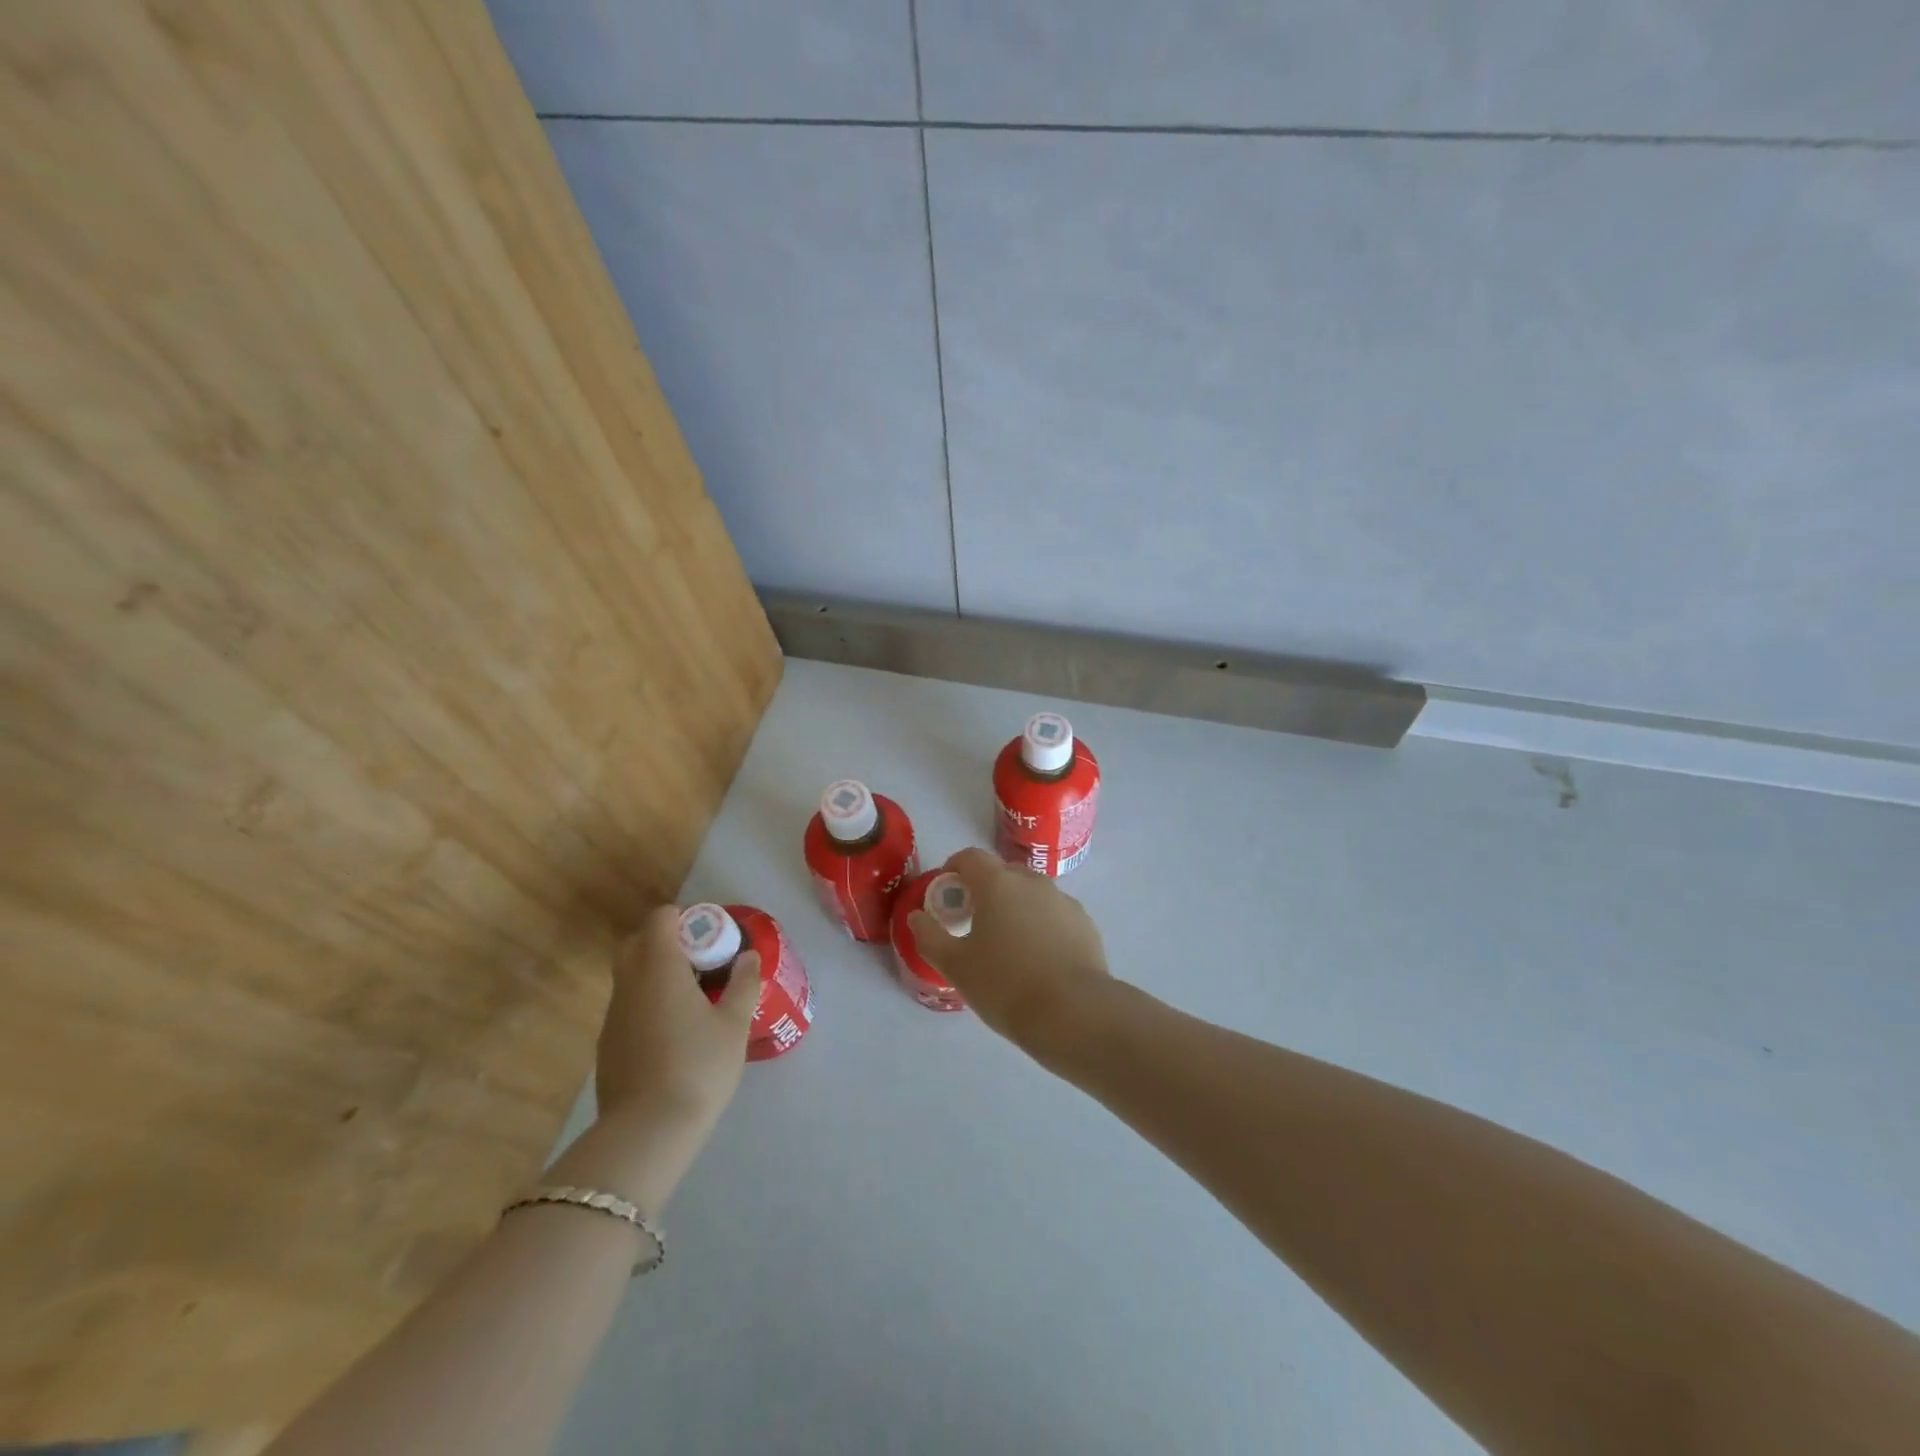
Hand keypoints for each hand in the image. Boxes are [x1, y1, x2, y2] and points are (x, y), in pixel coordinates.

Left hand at [548, 906, 759, 1212]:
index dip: (685, 918)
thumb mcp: (734, 1024)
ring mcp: (613, 1014)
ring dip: (657, 974)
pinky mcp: (607, 1044)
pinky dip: (648, 1003)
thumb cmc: (698, 1067)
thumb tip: (748, 957)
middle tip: (701, 962)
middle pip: (638, 943)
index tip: (710, 937)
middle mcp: (629, 982)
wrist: (647, 1132)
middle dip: (667, 942)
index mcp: (659, 967)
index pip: (660, 919)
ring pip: (630, 976)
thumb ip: (743, 983)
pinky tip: (673, 1032)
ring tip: (693, 998)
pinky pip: (628, 1005)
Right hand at [908, 847, 1110, 1050]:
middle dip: (985, 890)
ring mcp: (1063, 900)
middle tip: (974, 923)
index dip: (954, 869)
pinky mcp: (1085, 923)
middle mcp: (1033, 882)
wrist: (1073, 1013)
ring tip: (1009, 945)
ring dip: (1016, 907)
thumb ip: (930, 936)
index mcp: (998, 883)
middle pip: (1002, 873)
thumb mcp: (956, 966)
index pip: (970, 857)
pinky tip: (1039, 960)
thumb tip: (917, 917)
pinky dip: (1042, 925)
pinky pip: (1054, 914)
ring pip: (1031, 893)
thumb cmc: (1005, 985)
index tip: (947, 894)